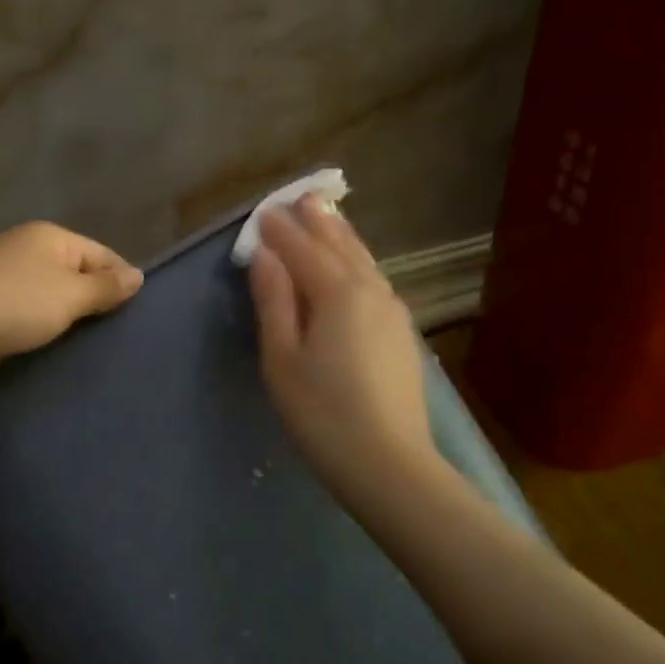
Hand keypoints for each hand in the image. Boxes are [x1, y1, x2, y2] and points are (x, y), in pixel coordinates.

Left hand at [0, 222, 142, 395]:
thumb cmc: (11, 304)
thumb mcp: (68, 293)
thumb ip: (105, 286)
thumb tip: (138, 275)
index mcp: (49, 238)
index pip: (101, 254)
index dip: (122, 280)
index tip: (141, 313)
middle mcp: (28, 253)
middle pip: (77, 275)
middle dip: (97, 302)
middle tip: (124, 335)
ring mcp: (7, 282)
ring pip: (54, 299)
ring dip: (71, 320)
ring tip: (100, 347)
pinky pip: (33, 318)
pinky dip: (47, 331)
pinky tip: (63, 351)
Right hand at [248, 196, 439, 510]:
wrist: (390, 465)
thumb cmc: (322, 413)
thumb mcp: (282, 358)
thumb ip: (274, 301)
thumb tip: (265, 255)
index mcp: (337, 293)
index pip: (302, 249)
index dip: (280, 230)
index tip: (262, 211)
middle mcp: (370, 290)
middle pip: (340, 245)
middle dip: (316, 222)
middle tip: (299, 199)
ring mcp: (392, 310)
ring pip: (363, 260)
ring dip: (341, 236)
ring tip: (326, 217)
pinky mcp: (402, 332)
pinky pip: (374, 279)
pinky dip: (357, 261)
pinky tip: (354, 265)